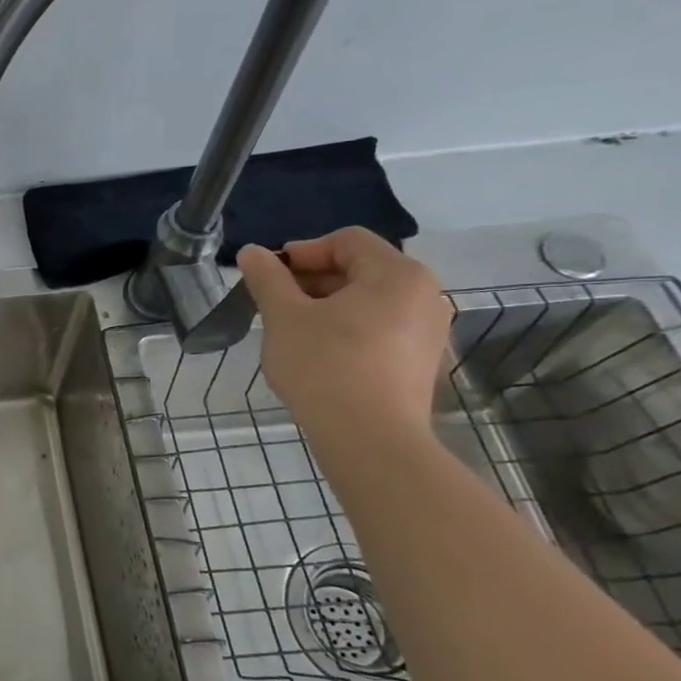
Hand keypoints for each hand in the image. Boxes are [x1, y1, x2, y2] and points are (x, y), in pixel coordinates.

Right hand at [235, 228, 452, 435]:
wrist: (370, 439)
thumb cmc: (324, 365)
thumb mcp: (284, 316)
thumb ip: (267, 278)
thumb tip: (252, 253)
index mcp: (397, 274)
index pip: (346, 240)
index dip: (302, 251)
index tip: (269, 277)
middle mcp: (424, 295)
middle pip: (360, 269)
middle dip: (312, 281)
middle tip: (274, 305)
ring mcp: (428, 331)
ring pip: (368, 302)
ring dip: (326, 307)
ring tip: (292, 332)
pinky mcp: (421, 363)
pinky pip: (380, 330)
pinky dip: (347, 331)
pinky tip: (319, 356)